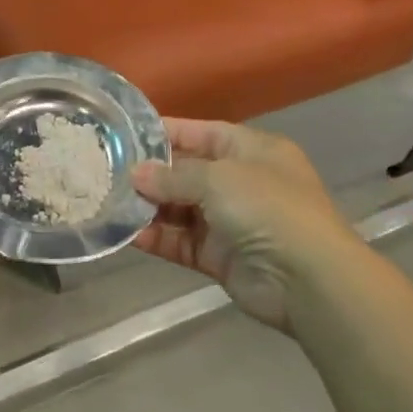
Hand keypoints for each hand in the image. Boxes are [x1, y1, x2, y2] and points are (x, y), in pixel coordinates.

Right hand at [131, 120, 361, 329]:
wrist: (307, 279)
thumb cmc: (267, 208)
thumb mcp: (218, 178)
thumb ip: (173, 175)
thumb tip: (136, 174)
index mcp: (251, 151)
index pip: (201, 133)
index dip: (165, 132)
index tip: (124, 133)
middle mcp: (240, 182)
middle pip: (185, 172)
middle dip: (148, 173)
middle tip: (105, 171)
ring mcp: (229, 221)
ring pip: (178, 209)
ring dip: (146, 206)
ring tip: (108, 201)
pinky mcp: (218, 256)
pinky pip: (179, 241)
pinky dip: (155, 237)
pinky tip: (126, 233)